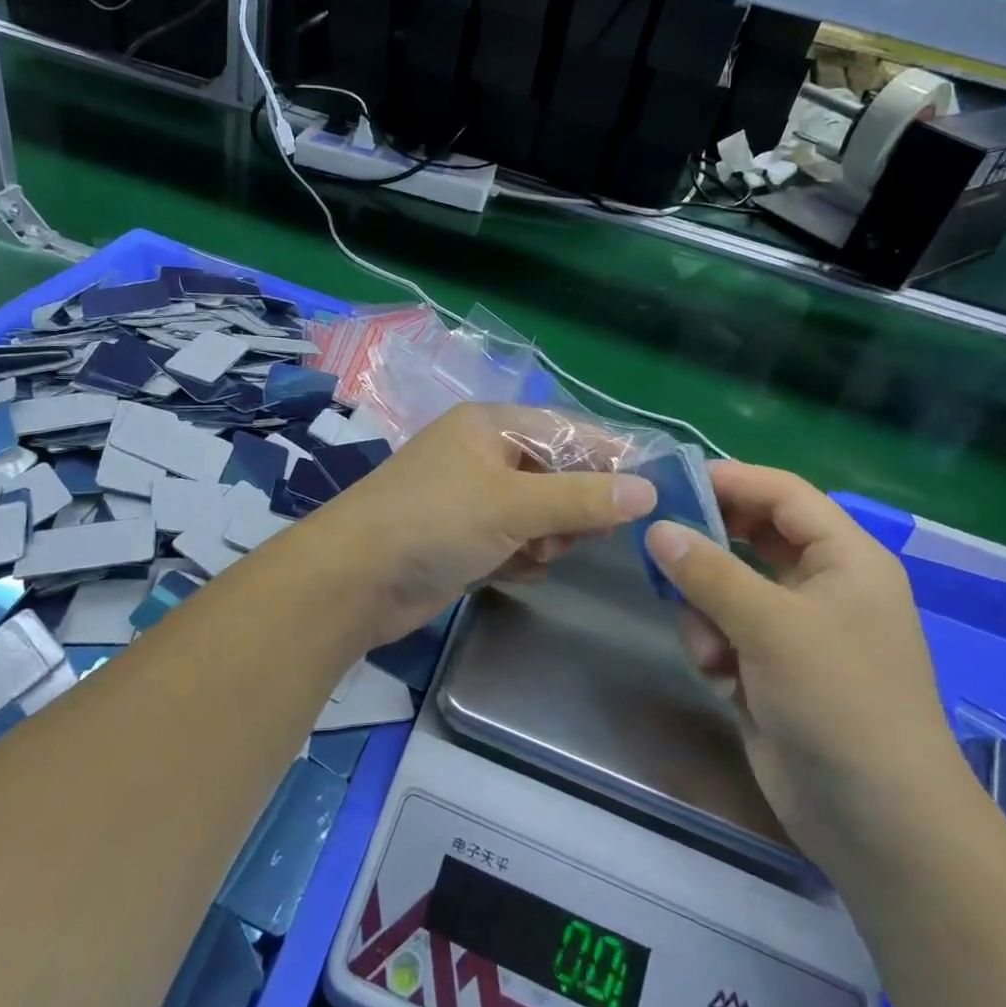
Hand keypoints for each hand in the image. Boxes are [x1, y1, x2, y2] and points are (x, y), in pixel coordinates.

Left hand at [302, 403, 656, 647]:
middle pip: (556, 474)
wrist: (354, 580)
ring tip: (532, 554)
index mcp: (489, 426)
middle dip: (572, 507)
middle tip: (580, 536)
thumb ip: (582, 497)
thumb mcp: (513, 505)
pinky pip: (514, 542)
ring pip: (538, 513)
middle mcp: (481, 455)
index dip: (609, 456)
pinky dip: (520, 557)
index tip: (651, 489)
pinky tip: (511, 571)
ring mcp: (470, 499)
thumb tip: (649, 490)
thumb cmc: (434, 522)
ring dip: (546, 537)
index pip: (567, 431)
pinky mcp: (463, 539)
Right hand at [644, 464, 977, 877]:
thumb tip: (657, 529)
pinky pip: (722, 631)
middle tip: (657, 544)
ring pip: (725, 588)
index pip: (782, 494)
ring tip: (711, 650)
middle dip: (706, 549)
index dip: (730, 480)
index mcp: (844, 558)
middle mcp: (820, 585)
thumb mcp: (771, 625)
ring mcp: (794, 629)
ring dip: (705, 613)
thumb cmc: (840, 701)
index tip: (669, 481)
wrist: (878, 824)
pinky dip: (712, 649)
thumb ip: (708, 571)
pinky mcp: (769, 668)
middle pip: (748, 538)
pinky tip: (720, 680)